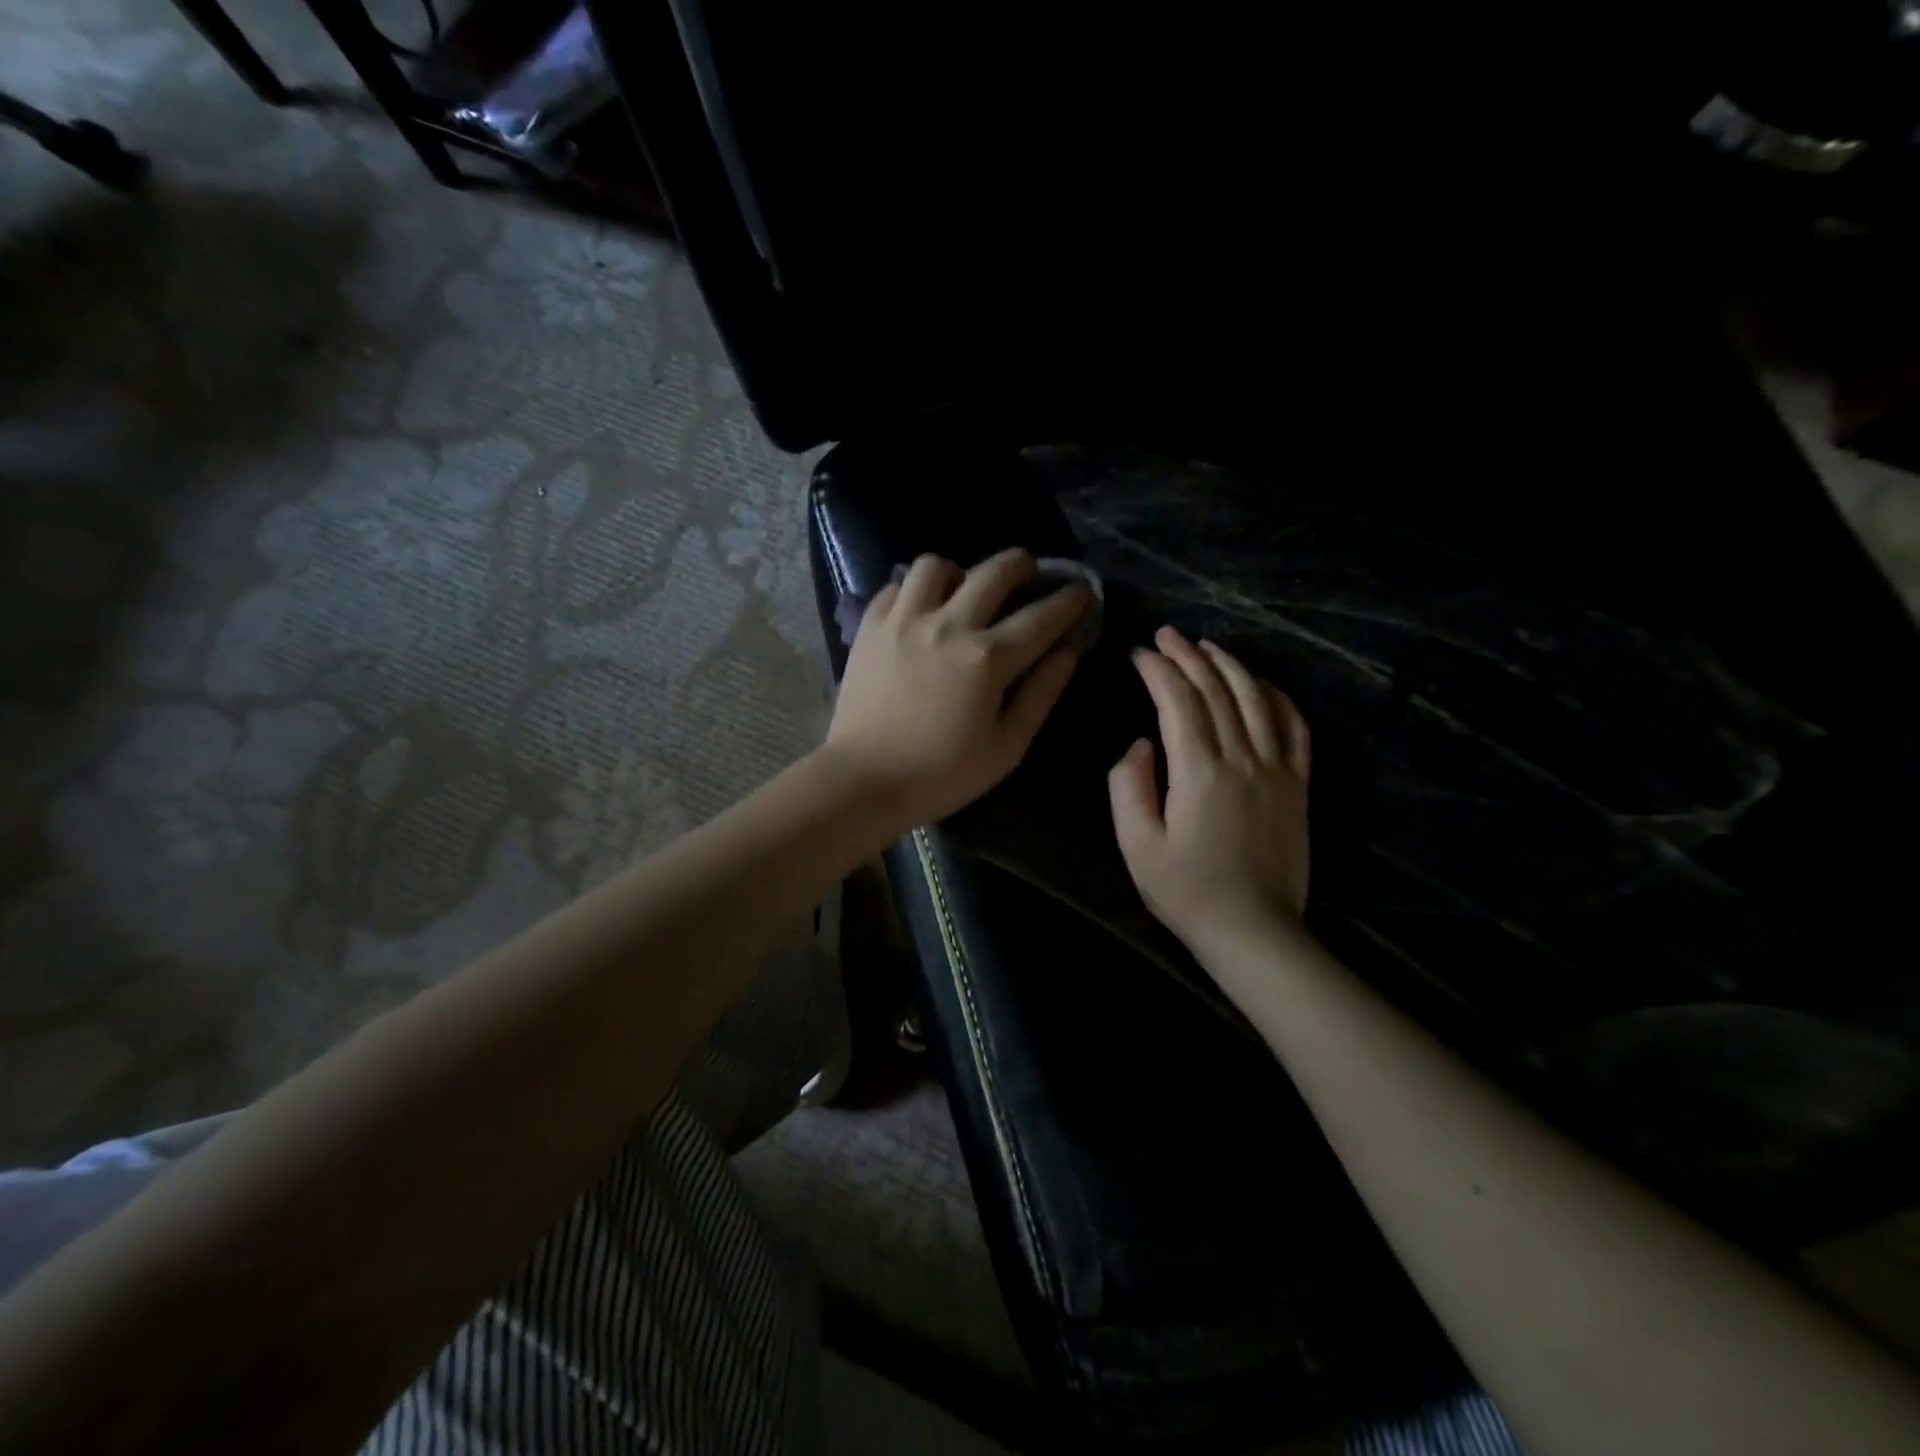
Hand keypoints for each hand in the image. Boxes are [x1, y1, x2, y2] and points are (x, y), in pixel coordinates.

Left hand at [823, 549, 1090, 829]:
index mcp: (987, 658)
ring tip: (964, 590)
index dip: (1069, 601)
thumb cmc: (942, 774)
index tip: (1082, 592)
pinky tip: (921, 610)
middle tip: (1029, 571)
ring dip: (960, 571)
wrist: (864, 780)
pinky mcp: (870, 627)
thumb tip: (1068, 652)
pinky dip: (915, 590)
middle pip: (993, 572)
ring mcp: (904, 620)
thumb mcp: (1006, 747)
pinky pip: (896, 586)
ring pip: (936, 565)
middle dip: (1021, 564)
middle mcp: (948, 625)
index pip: (1041, 617)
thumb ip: (1041, 694)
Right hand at [1109, 627, 1310, 959]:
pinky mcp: (1298, 785)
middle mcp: (1242, 758)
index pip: (1178, 703)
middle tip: (1167, 635)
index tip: (1138, 653)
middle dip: (1189, 657)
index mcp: (1199, 772)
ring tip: (1208, 646)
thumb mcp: (1136, 843)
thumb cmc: (1186, 890)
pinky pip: (1295, 727)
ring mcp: (1277, 769)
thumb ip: (1128, 785)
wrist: (1252, 929)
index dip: (1157, 671)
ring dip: (1231, 666)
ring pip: (1257, 700)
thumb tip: (1141, 744)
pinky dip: (1278, 697)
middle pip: (1217, 692)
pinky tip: (1262, 685)